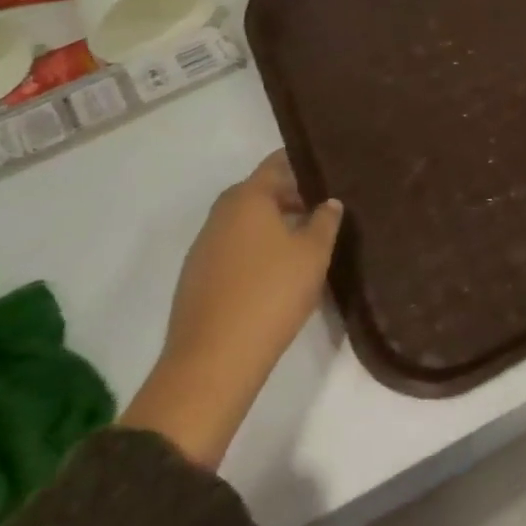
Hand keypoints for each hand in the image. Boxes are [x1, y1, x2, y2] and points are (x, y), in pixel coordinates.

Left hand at [120, 152, 341, 468]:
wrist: (213, 361)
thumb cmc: (271, 293)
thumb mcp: (313, 253)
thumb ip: (325, 221)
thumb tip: (328, 202)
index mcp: (247, 198)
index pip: (276, 164)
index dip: (302, 164)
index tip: (328, 170)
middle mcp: (220, 214)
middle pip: (259, 191)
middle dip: (290, 195)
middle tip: (323, 208)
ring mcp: (204, 247)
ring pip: (245, 221)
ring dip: (273, 224)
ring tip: (305, 241)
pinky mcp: (197, 278)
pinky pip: (233, 248)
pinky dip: (256, 249)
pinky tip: (277, 271)